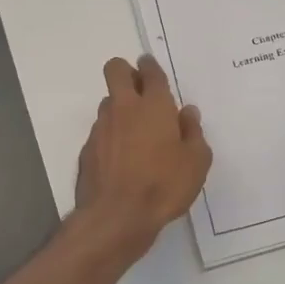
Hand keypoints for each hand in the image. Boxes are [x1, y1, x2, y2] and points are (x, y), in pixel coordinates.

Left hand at [74, 54, 212, 260]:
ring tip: (136, 133)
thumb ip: (193, 132)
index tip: (152, 68)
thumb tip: (187, 113)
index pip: (150, 71)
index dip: (150, 66)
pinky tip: (123, 159)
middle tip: (141, 90)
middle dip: (126, 71)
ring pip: (108, 102)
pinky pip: (101, 131)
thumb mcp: (196, 162)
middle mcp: (124, 108)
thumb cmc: (164, 185)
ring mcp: (101, 128)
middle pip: (115, 70)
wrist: (117, 217)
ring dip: (120, 108)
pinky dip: (112, 137)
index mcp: (154, 105)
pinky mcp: (87, 149)